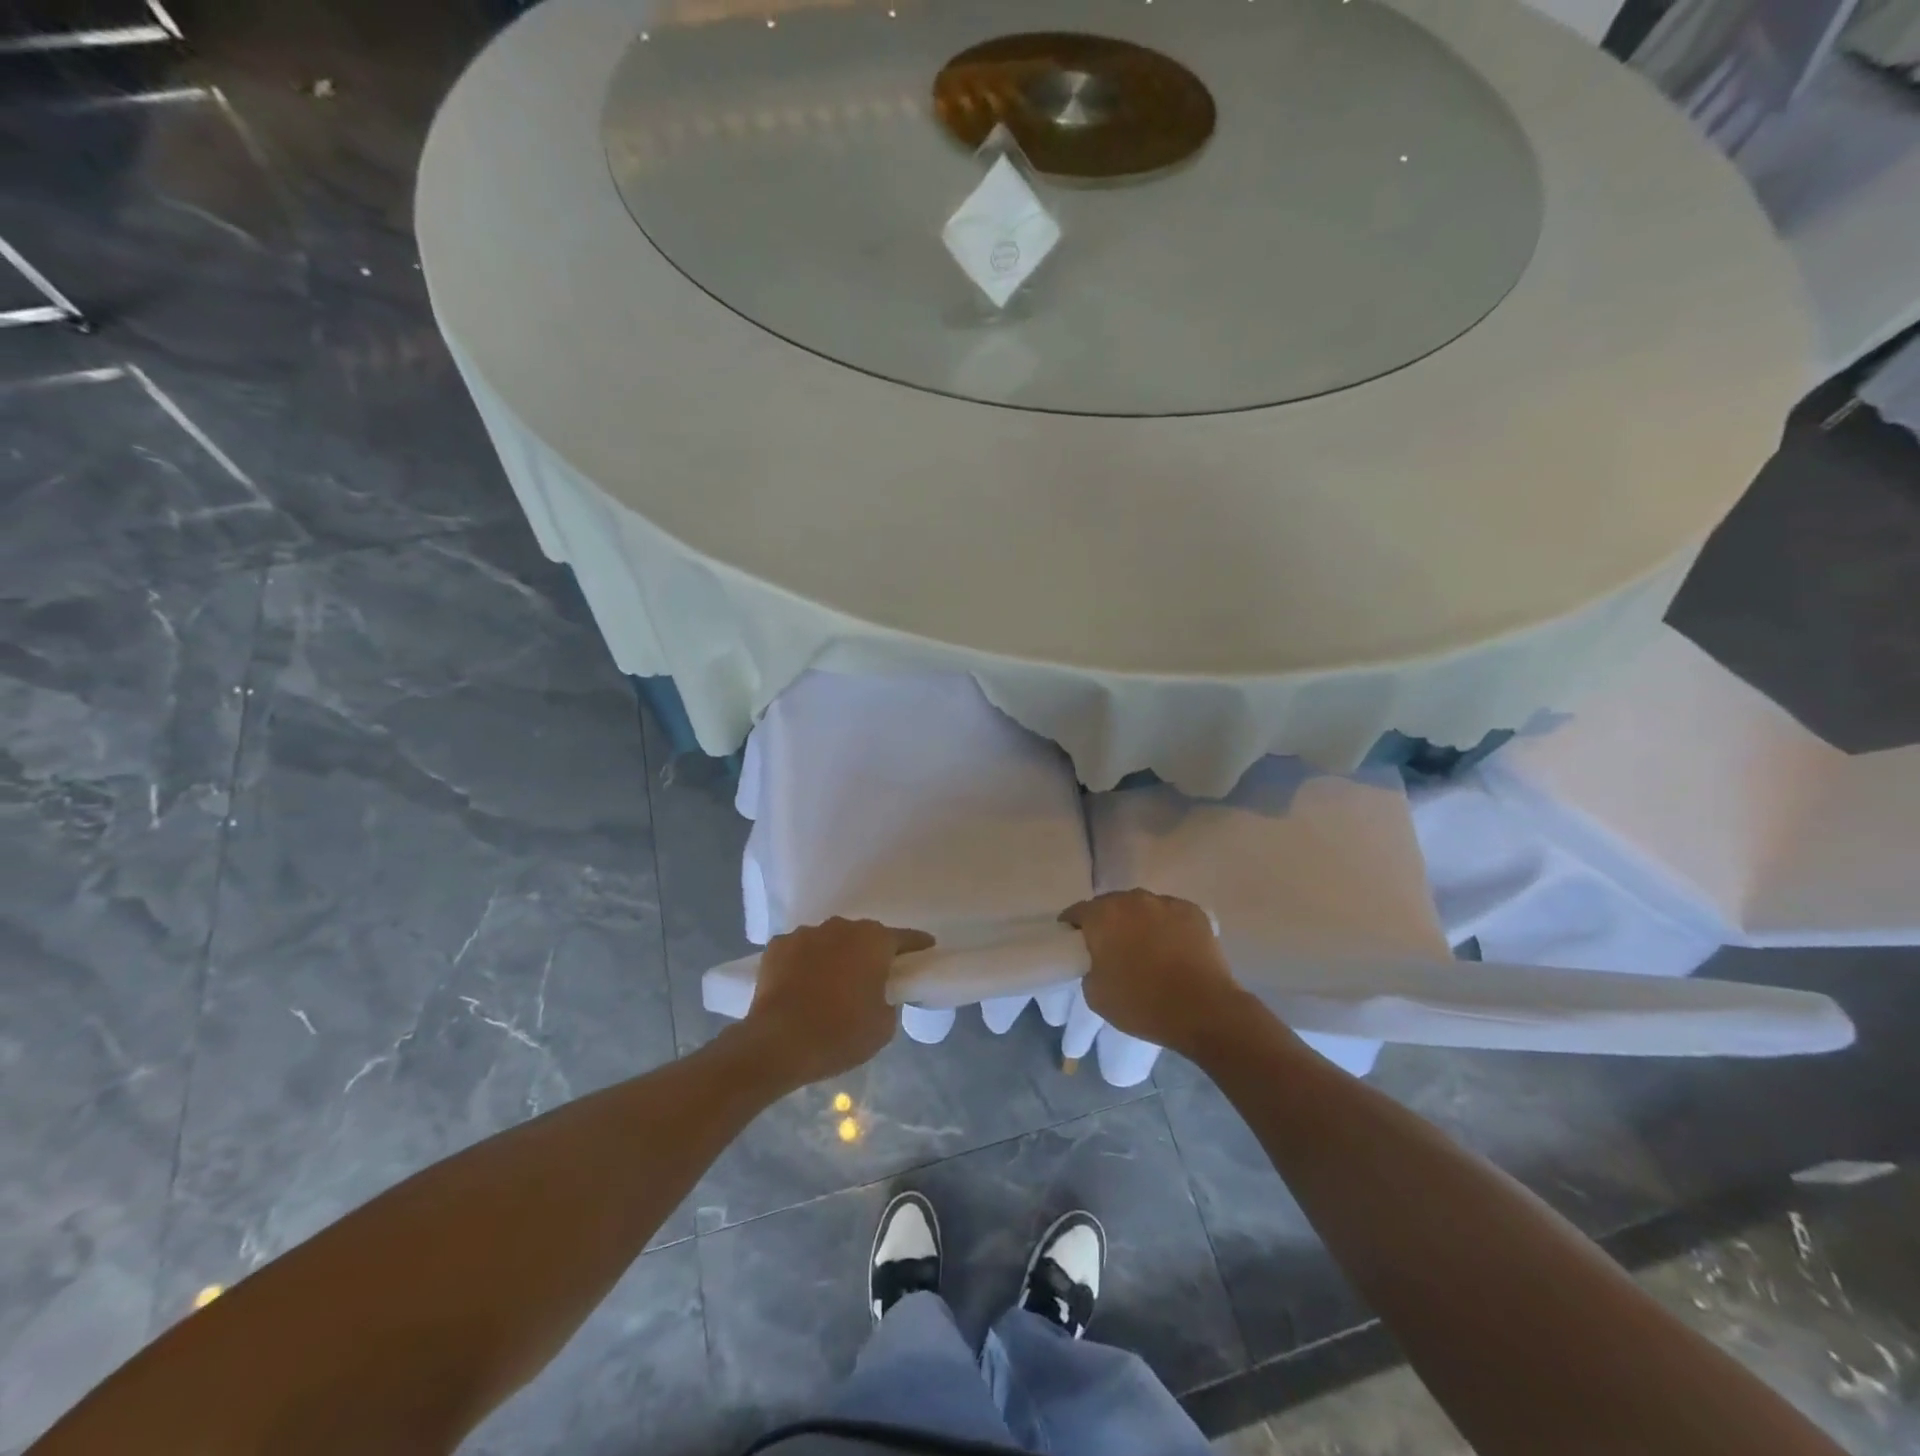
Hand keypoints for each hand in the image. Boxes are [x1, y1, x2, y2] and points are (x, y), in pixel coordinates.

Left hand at [744, 917, 934, 1085]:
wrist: (777, 1044)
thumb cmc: (840, 1034)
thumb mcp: (883, 1026)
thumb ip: (889, 1000)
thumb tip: (879, 994)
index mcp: (873, 941)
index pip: (905, 938)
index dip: (918, 947)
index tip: (925, 953)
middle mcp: (841, 927)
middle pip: (864, 937)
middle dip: (869, 954)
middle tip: (871, 980)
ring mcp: (805, 933)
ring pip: (829, 942)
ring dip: (835, 957)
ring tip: (830, 987)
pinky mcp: (776, 946)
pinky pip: (800, 952)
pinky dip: (804, 964)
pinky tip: (800, 987)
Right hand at [1060, 891, 1251, 1056]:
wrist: (1204, 1010)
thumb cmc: (1142, 1004)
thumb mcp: (1095, 994)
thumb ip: (1089, 967)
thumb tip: (1098, 960)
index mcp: (1103, 916)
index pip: (1077, 912)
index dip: (1072, 927)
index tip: (1074, 943)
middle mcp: (1132, 899)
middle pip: (1111, 905)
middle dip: (1107, 923)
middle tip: (1111, 949)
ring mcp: (1166, 902)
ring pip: (1143, 907)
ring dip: (1138, 922)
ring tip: (1146, 949)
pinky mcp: (1194, 911)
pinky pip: (1170, 914)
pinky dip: (1166, 926)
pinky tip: (1173, 949)